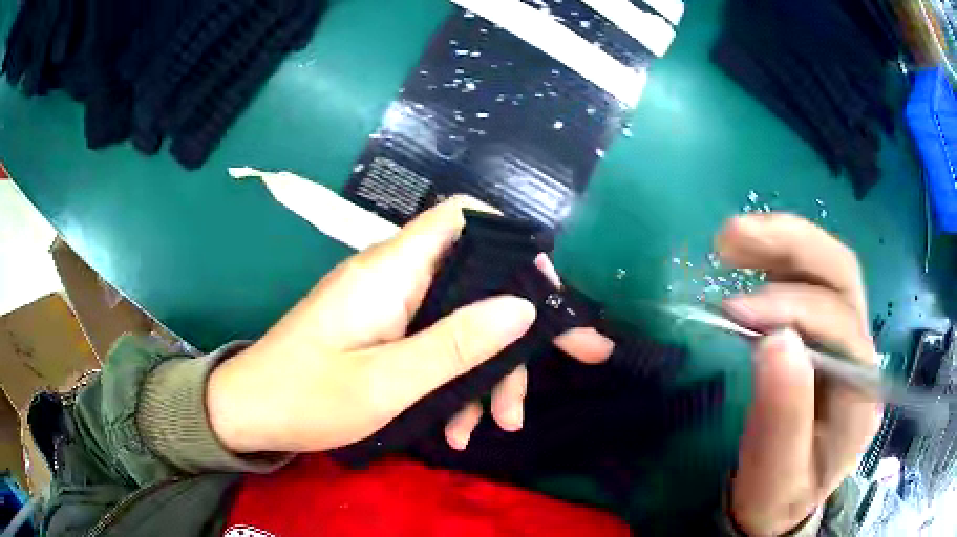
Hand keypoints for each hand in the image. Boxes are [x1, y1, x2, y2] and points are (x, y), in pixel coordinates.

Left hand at [207, 196, 612, 453]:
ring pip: (458, 322)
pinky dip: (451, 382)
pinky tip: (454, 429)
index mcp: (392, 271)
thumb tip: (521, 308)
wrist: (249, 414)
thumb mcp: (386, 382)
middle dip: (511, 336)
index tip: (543, 295)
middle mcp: (394, 278)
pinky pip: (433, 345)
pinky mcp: (381, 332)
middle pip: (474, 282)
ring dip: (482, 374)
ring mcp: (388, 307)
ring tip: (491, 427)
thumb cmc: (306, 397)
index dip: (512, 244)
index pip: (463, 218)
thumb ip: (454, 344)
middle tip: (535, 387)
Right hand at [717, 214, 882, 535]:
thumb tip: (774, 341)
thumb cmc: (778, 496)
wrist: (782, 504)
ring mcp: (847, 338)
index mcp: (861, 394)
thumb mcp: (774, 476)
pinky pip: (812, 280)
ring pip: (829, 268)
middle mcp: (862, 355)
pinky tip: (750, 259)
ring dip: (783, 242)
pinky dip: (779, 259)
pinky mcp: (826, 333)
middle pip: (842, 277)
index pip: (840, 325)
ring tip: (732, 239)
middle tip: (731, 238)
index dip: (791, 307)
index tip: (733, 311)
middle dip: (793, 246)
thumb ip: (781, 418)